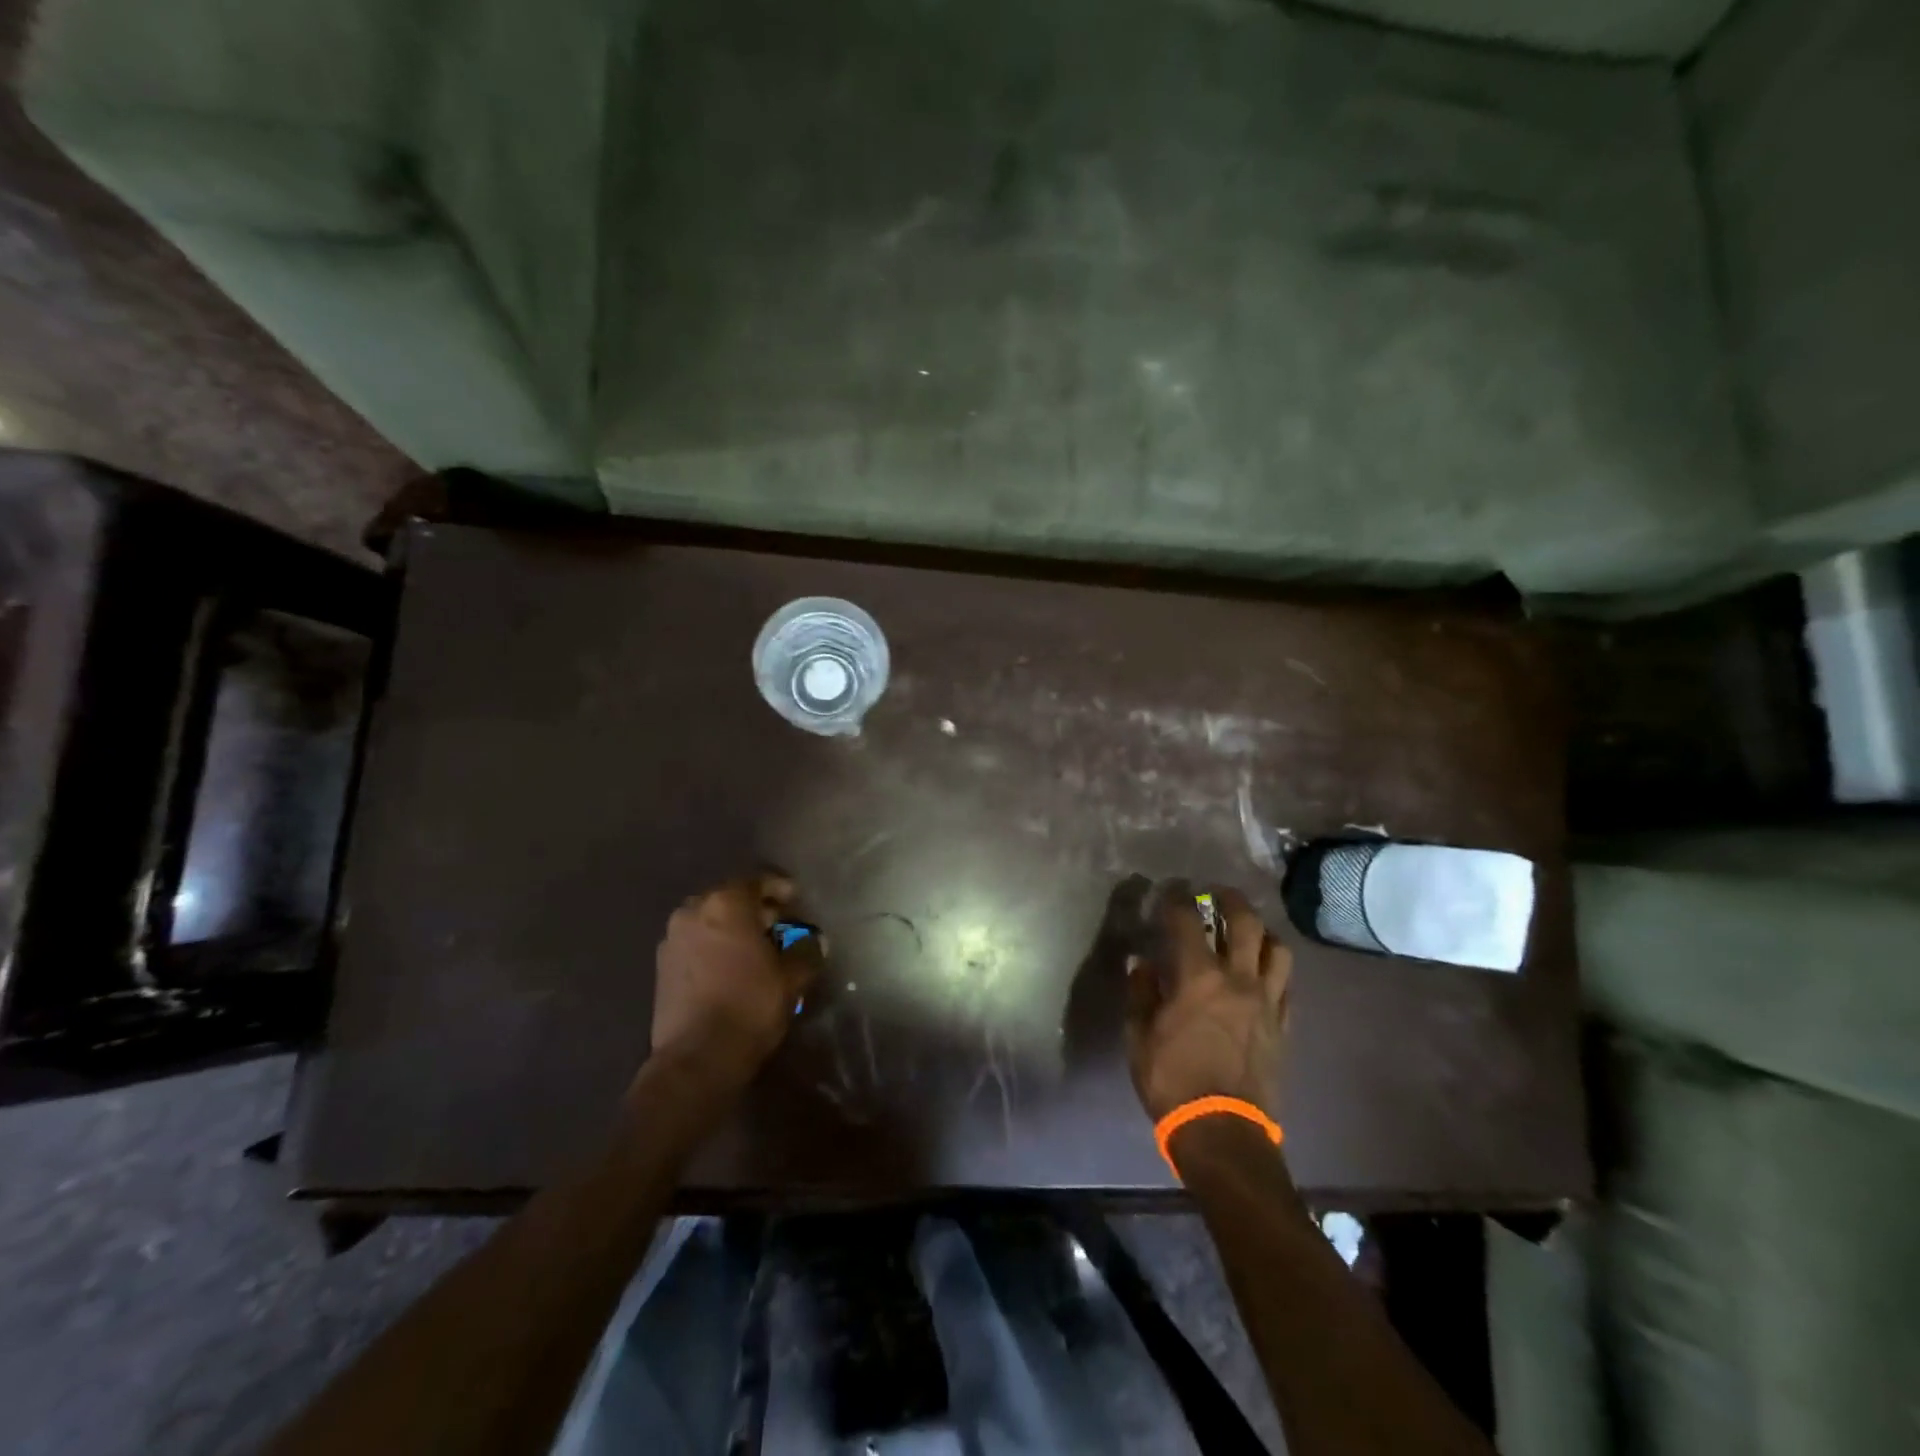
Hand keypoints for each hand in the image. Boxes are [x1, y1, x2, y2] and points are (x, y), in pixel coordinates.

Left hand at [651, 873, 820, 1086]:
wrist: (696, 1058)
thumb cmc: (749, 1005)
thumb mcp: (791, 978)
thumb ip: (806, 951)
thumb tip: (816, 941)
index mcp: (726, 903)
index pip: (757, 880)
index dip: (780, 888)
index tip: (797, 901)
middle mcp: (693, 911)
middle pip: (730, 897)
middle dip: (755, 908)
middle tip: (780, 924)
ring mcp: (672, 938)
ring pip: (710, 920)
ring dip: (732, 927)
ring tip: (756, 948)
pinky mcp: (661, 966)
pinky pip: (696, 942)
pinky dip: (714, 946)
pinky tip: (732, 967)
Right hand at [1125, 883, 1291, 1122]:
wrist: (1223, 1132)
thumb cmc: (1172, 1081)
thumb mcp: (1139, 1037)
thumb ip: (1141, 993)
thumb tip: (1141, 963)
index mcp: (1198, 977)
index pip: (1187, 921)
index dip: (1176, 899)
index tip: (1170, 890)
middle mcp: (1238, 979)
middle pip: (1245, 922)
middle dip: (1230, 900)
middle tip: (1217, 894)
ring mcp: (1267, 1002)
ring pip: (1278, 949)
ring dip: (1262, 933)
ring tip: (1249, 932)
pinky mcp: (1283, 1026)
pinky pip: (1287, 985)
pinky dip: (1274, 970)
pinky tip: (1263, 974)